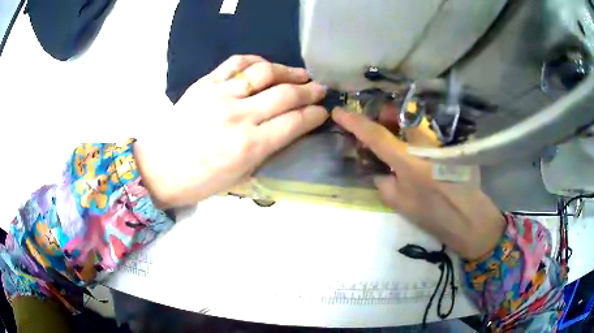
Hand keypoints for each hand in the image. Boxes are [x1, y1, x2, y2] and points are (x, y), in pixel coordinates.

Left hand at [134, 55, 327, 208]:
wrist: (158, 168)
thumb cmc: (199, 182)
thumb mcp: (238, 179)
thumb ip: (265, 153)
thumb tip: (286, 131)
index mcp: (249, 146)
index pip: (294, 123)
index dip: (314, 115)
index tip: (323, 111)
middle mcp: (239, 116)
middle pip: (285, 94)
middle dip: (309, 91)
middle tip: (320, 89)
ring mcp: (220, 95)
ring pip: (264, 72)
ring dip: (288, 71)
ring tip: (300, 74)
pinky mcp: (205, 84)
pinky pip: (236, 63)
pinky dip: (255, 60)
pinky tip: (265, 65)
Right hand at [332, 107, 504, 259]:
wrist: (469, 220)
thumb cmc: (434, 217)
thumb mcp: (400, 204)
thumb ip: (383, 183)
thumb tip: (379, 169)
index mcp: (408, 162)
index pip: (376, 135)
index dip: (355, 122)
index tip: (339, 111)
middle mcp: (425, 145)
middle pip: (401, 117)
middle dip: (386, 115)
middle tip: (379, 122)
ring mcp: (441, 142)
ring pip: (416, 123)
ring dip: (403, 125)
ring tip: (399, 137)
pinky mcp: (452, 145)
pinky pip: (429, 133)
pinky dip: (418, 136)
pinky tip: (419, 148)